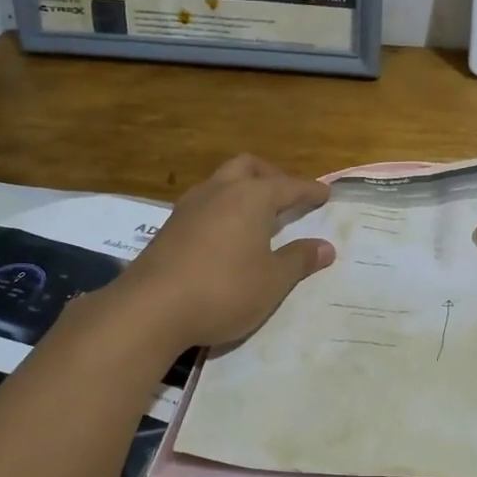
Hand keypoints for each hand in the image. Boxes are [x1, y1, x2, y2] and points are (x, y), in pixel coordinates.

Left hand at [114, 155, 334, 349]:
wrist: (151, 309)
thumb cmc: (224, 290)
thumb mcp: (273, 281)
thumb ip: (299, 260)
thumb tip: (326, 247)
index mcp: (251, 197)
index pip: (288, 186)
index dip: (309, 190)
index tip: (325, 193)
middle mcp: (219, 191)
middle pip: (248, 167)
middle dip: (270, 176)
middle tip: (286, 196)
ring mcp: (189, 206)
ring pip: (220, 182)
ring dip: (241, 190)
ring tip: (256, 216)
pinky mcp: (168, 227)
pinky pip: (203, 205)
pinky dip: (221, 210)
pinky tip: (225, 236)